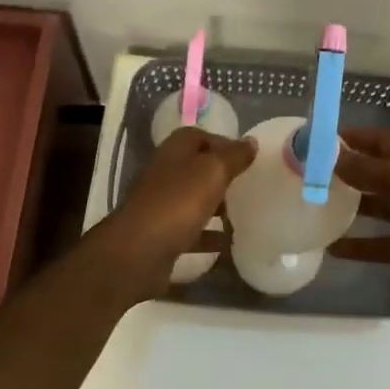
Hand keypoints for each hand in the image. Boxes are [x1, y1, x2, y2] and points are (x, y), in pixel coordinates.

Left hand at [92, 127, 255, 297]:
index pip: (200, 136)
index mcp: (174, 151)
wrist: (138, 252)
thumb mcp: (213, 172)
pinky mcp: (161, 235)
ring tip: (243, 215)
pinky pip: (190, 231)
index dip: (224, 144)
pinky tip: (228, 245)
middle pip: (197, 168)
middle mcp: (164, 173)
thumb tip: (251, 142)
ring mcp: (160, 205)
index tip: (248, 159)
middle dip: (222, 177)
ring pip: (193, 200)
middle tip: (248, 187)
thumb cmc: (178, 202)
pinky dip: (208, 236)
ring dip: (216, 207)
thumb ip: (234, 156)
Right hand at [328, 128, 389, 319]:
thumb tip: (333, 157)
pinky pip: (382, 243)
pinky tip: (333, 249)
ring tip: (316, 208)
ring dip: (352, 207)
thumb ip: (367, 168)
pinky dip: (360, 245)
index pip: (381, 140)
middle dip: (348, 172)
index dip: (352, 139)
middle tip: (311, 175)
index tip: (319, 142)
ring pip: (379, 208)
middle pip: (378, 172)